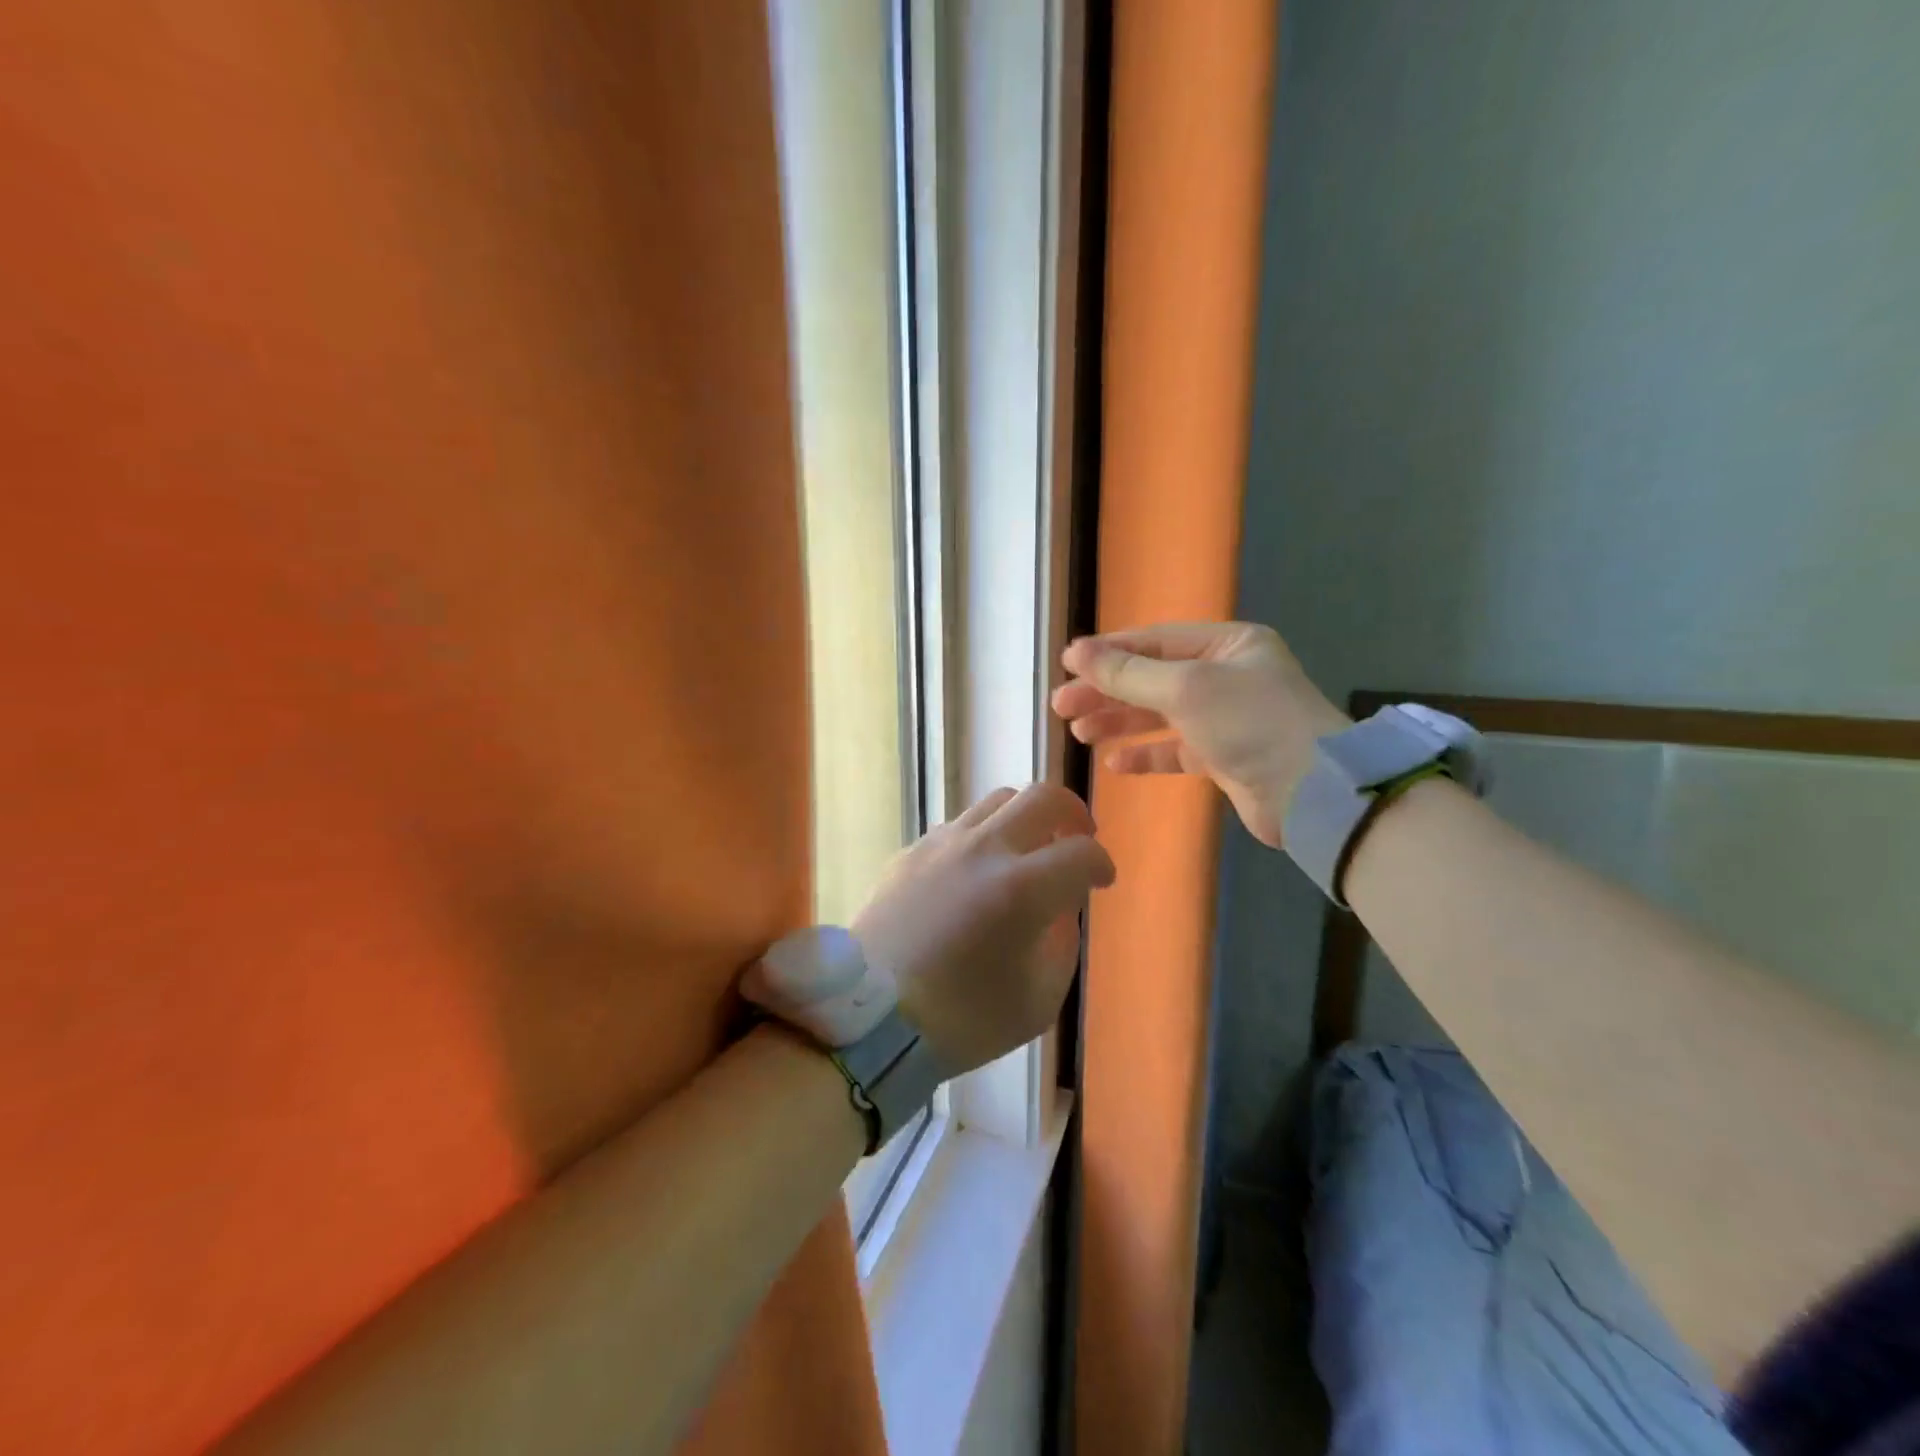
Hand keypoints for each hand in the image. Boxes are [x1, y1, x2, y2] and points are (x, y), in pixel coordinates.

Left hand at [854, 784, 1115, 1074]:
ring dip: (1026, 818)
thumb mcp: (1038, 999)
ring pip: (998, 800)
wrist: (870, 1019)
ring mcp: (942, 843)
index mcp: (1021, 889)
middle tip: (1077, 838)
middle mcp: (983, 850)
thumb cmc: (962, 1021)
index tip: (1101, 881)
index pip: (1081, 853)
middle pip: (1043, 797)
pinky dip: (984, 837)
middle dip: (1073, 813)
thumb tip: (1060, 905)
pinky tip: (978, 871)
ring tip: (1029, 850)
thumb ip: (1062, 941)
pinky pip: (960, 825)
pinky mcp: (911, 851)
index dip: (1101, 865)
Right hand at [1051, 622, 1347, 847]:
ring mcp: (1226, 717)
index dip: (1107, 652)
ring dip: (1119, 722)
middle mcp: (1227, 675)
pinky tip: (1115, 762)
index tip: (1065, 666)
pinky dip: (1145, 754)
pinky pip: (1174, 749)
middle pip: (1152, 678)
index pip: (1154, 642)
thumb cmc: (1250, 723)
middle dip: (1106, 692)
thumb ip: (1128, 673)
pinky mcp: (1224, 757)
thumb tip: (1076, 652)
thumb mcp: (1185, 688)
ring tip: (1080, 733)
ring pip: (1160, 714)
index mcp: (1227, 645)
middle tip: (1062, 707)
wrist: (1313, 794)